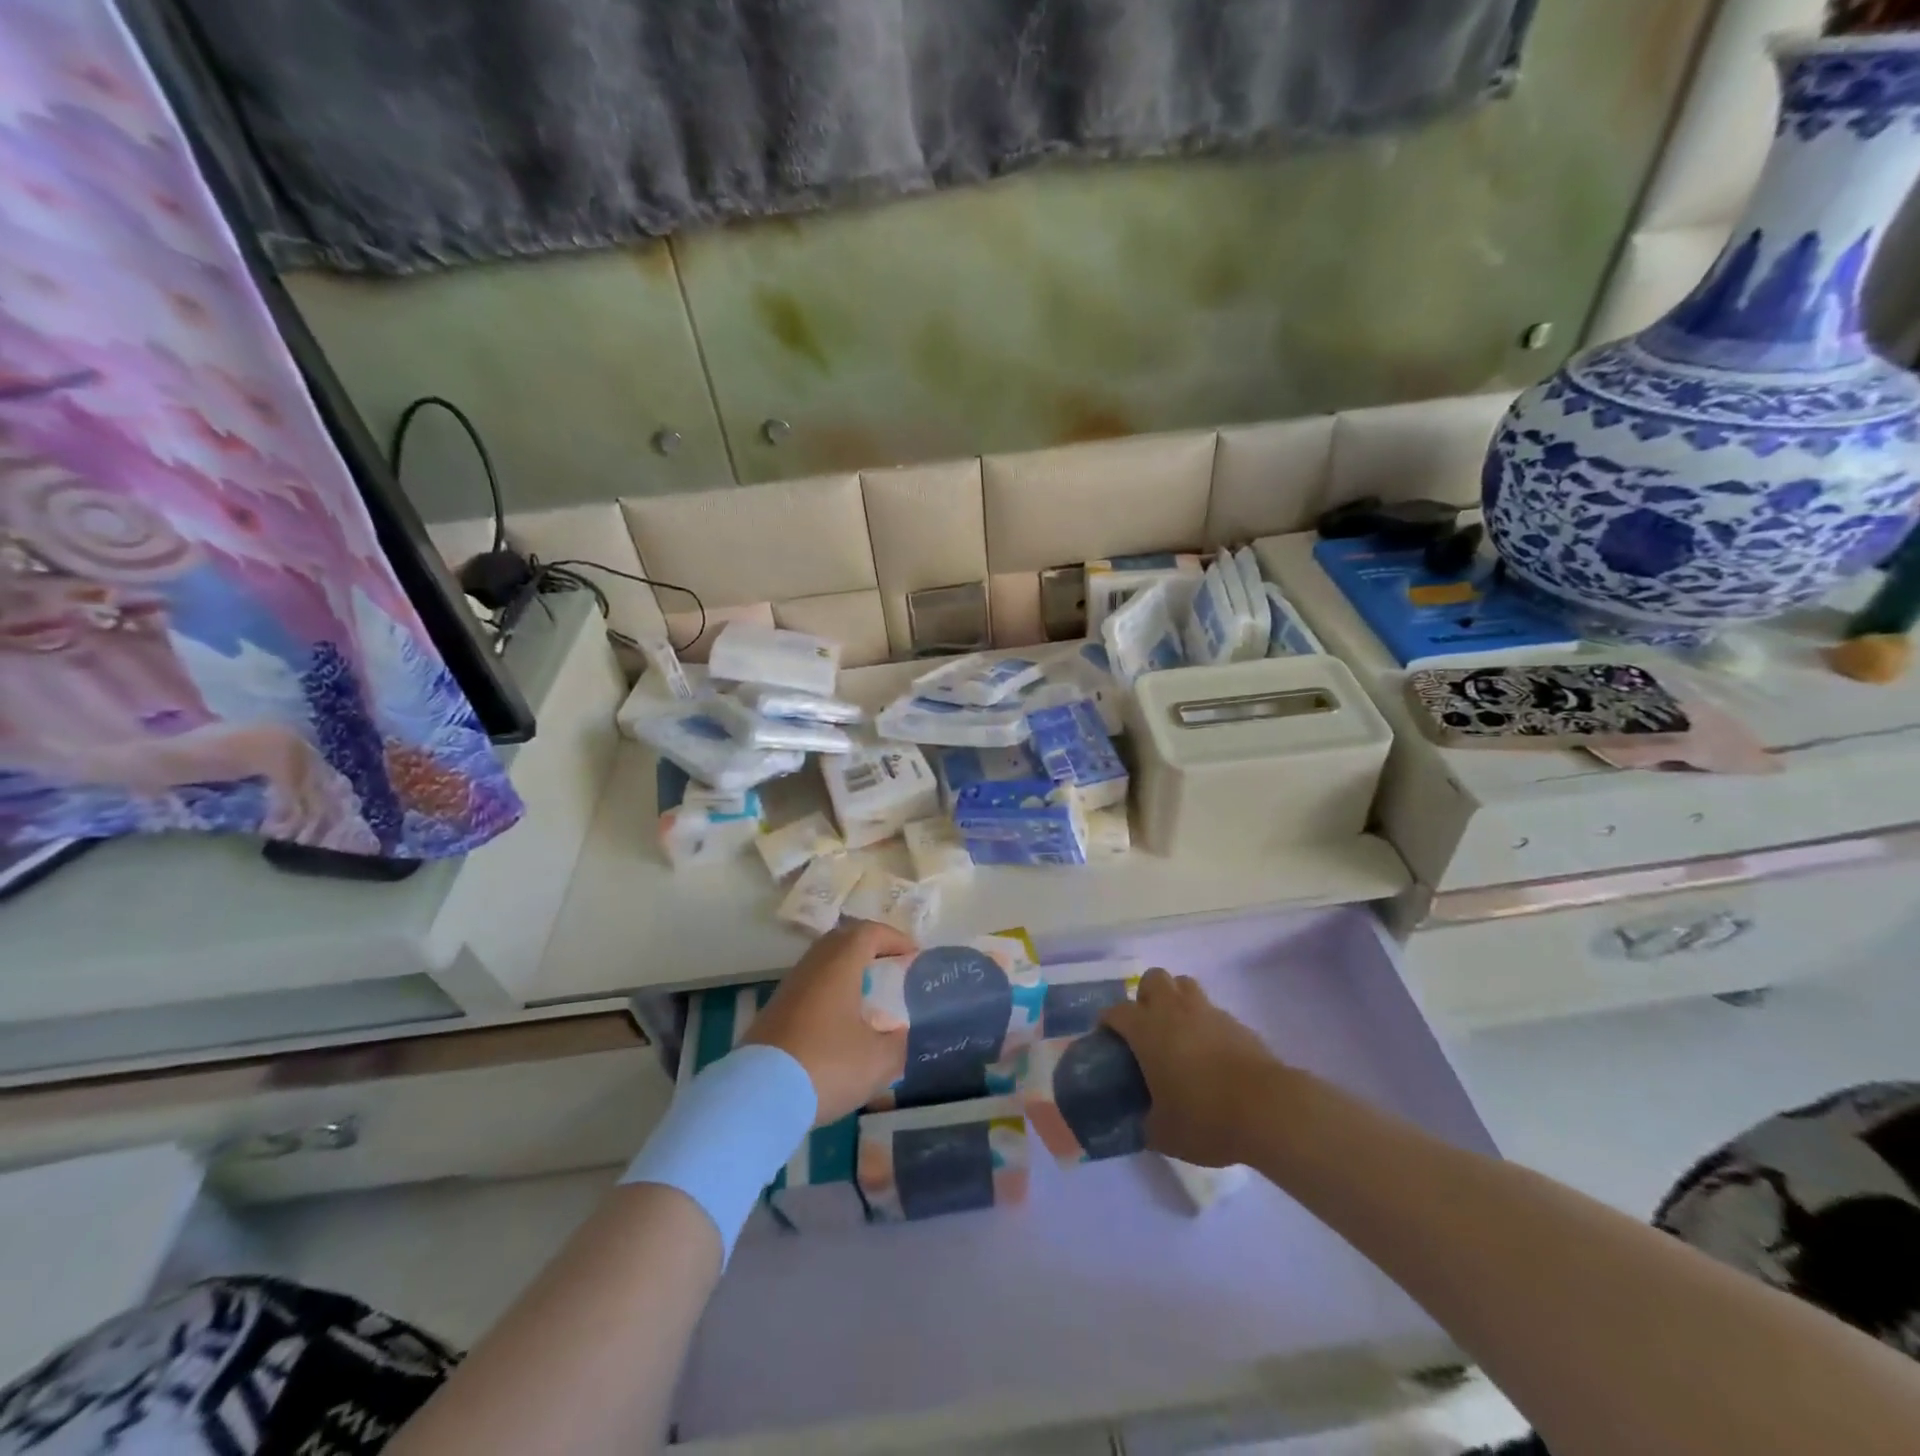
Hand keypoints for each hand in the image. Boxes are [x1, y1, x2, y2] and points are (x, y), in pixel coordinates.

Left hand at [743, 919, 913, 1124]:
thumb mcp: (878, 1060)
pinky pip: (809, 989)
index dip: (894, 939)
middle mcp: (812, 966)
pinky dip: (829, 994)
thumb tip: (899, 1035)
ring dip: (847, 973)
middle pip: (841, 941)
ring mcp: (788, 989)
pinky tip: (839, 1024)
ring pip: (822, 965)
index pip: (869, 933)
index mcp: (840, 965)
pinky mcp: (773, 1013)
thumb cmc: (827, 1065)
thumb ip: (897, 1043)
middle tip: (890, 968)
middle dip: (869, 949)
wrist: (759, 1097)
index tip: (913, 955)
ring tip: (867, 997)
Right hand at [1101, 967, 1286, 1167]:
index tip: (1108, 1043)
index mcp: (1146, 1029)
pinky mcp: (1237, 1023)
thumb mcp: (1163, 1133)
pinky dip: (1205, 1024)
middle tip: (1147, 1029)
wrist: (1268, 1109)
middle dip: (1146, 997)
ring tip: (1178, 1034)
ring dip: (1176, 1001)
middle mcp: (1174, 1010)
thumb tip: (1141, 1122)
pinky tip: (1210, 1054)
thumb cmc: (1205, 1116)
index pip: (1115, 1011)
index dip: (1107, 1024)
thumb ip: (1145, 1122)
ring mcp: (1208, 1012)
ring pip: (1184, 985)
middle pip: (1153, 979)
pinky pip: (1212, 1011)